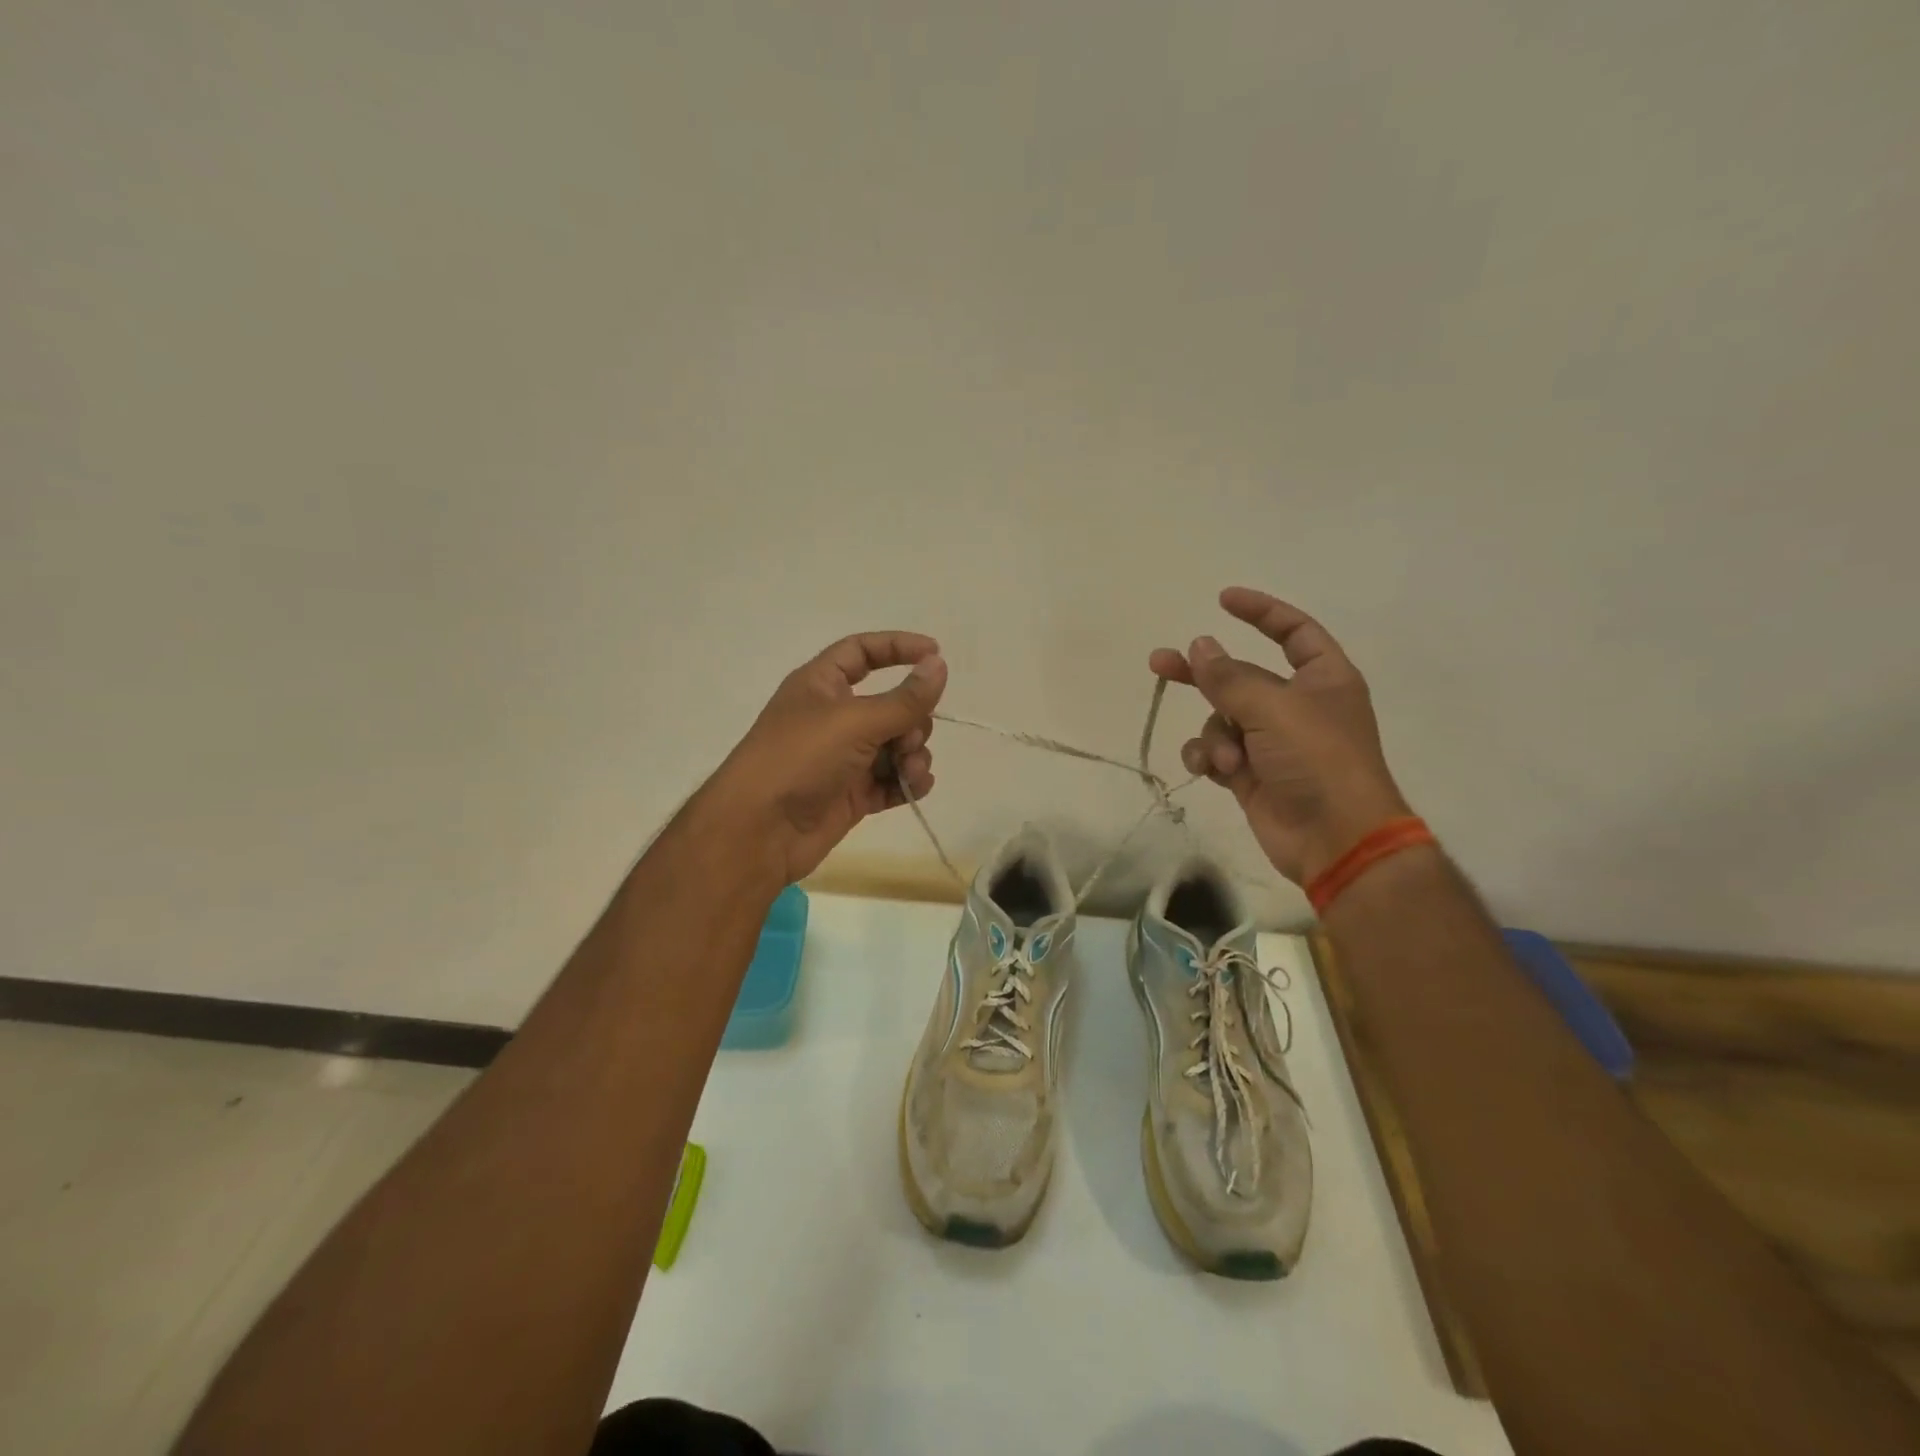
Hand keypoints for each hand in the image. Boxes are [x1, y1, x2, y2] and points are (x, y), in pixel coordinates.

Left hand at [705, 632, 946, 883]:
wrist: (760, 831)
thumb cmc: (800, 759)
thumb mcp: (855, 721)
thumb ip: (904, 698)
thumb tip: (939, 665)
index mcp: (822, 685)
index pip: (862, 651)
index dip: (898, 647)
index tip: (936, 653)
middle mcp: (834, 717)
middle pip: (891, 704)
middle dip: (912, 720)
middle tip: (908, 739)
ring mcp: (844, 758)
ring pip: (897, 745)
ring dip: (913, 754)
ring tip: (909, 770)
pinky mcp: (853, 794)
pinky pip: (892, 780)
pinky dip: (907, 782)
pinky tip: (915, 786)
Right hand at [1150, 588, 1408, 885]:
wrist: (1334, 838)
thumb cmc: (1317, 760)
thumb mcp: (1273, 708)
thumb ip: (1230, 677)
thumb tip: (1200, 646)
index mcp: (1321, 679)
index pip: (1293, 631)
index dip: (1262, 611)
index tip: (1223, 600)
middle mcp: (1297, 705)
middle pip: (1240, 676)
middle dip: (1203, 673)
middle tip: (1159, 661)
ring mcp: (1272, 742)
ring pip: (1223, 719)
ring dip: (1215, 735)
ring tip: (1225, 756)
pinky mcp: (1251, 774)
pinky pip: (1216, 752)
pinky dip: (1209, 758)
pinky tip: (1210, 769)